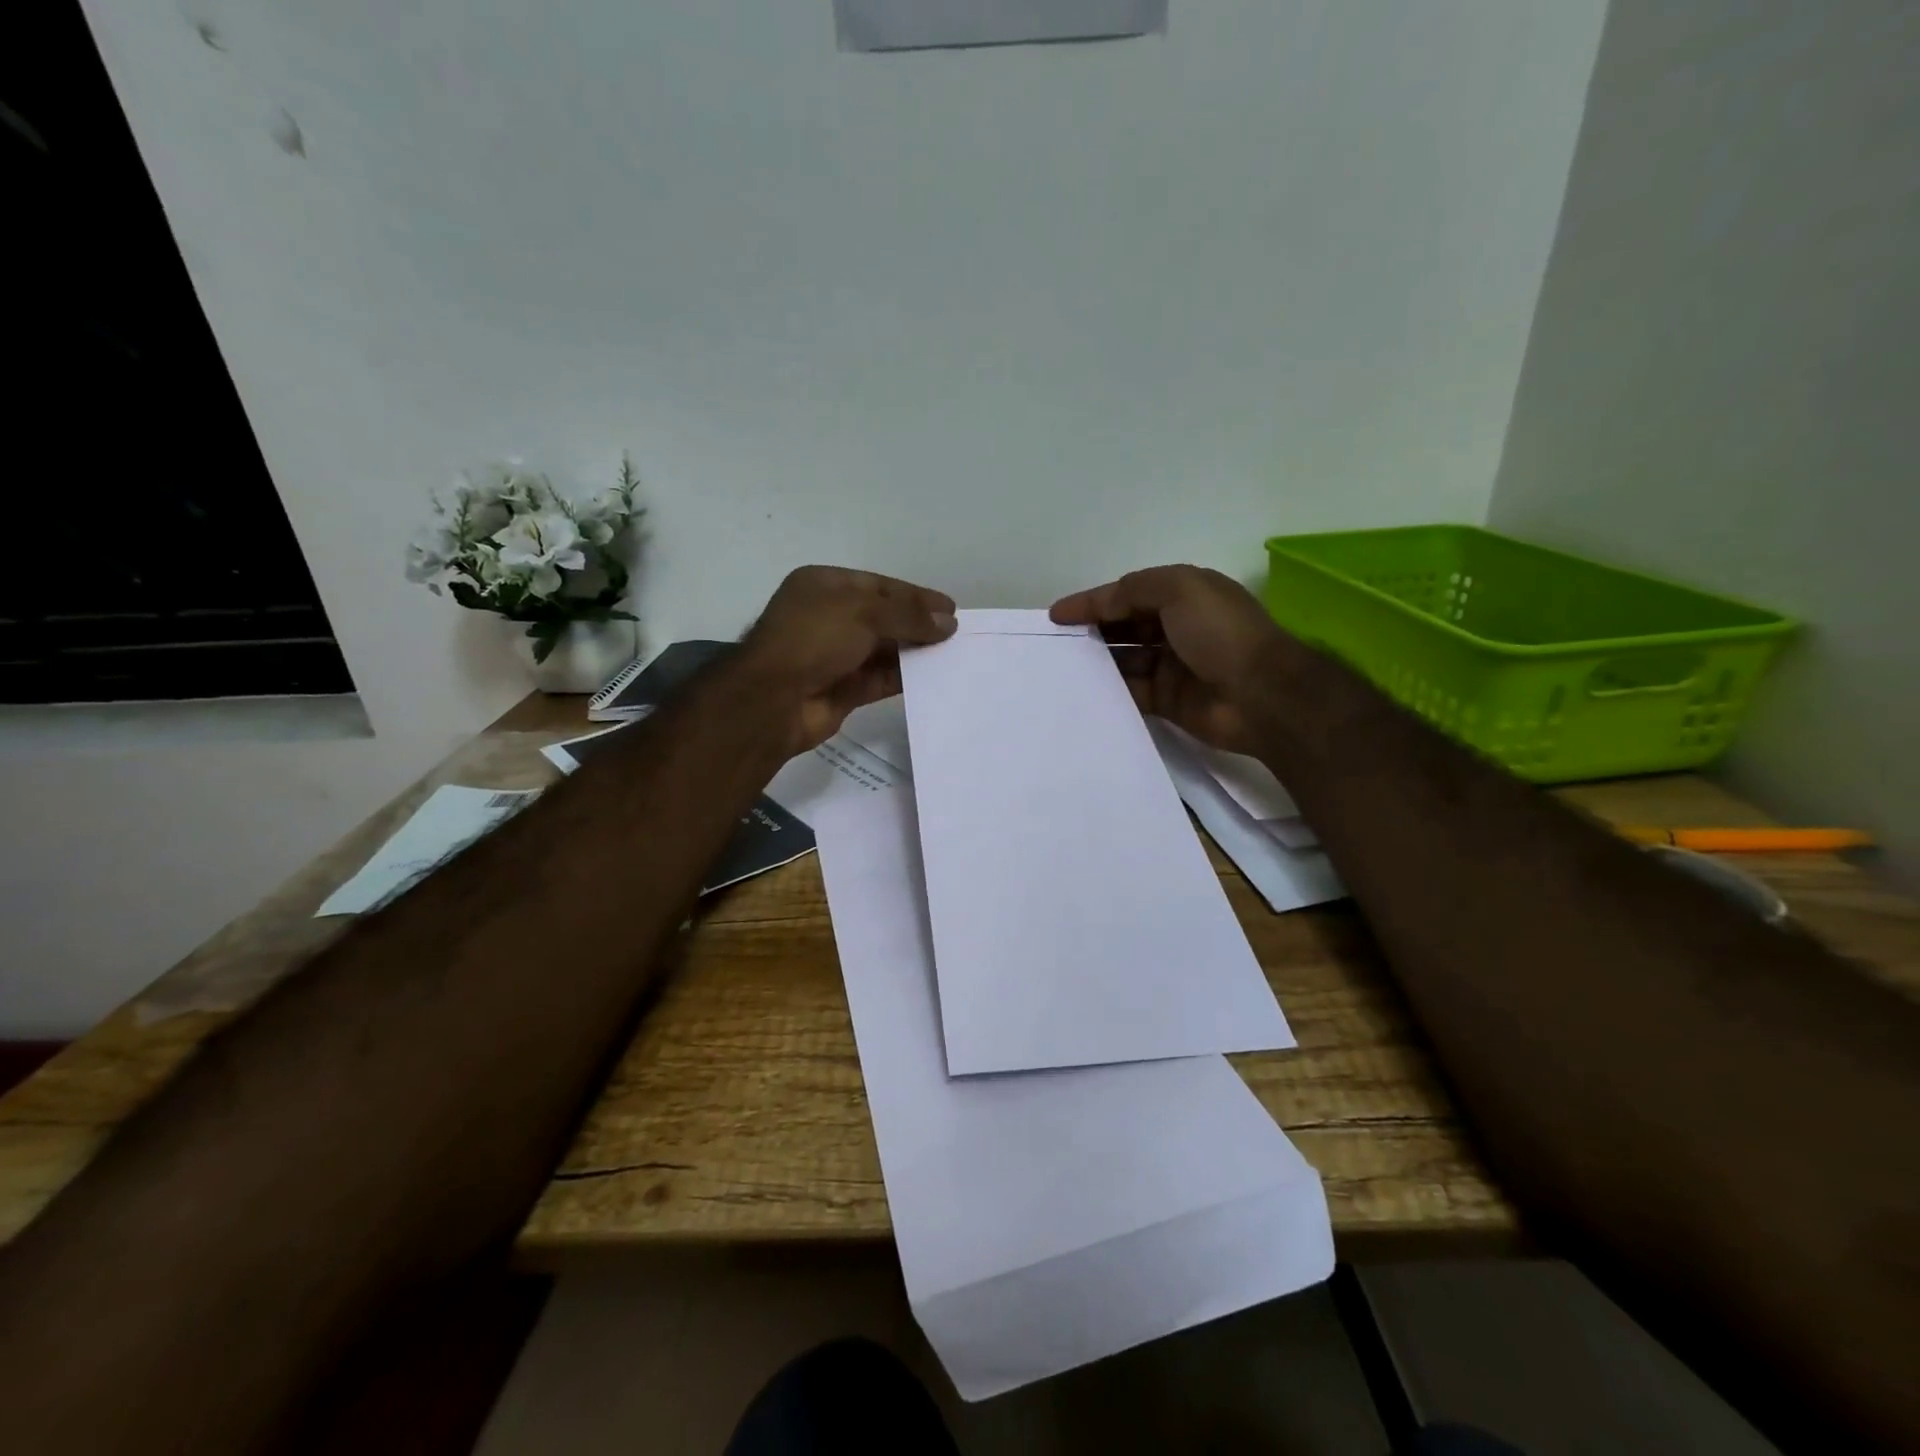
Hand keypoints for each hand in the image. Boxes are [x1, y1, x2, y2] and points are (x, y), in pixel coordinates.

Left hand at [740, 566, 956, 751]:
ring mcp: (834, 655)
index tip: (949, 608)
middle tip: (956, 632)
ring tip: (952, 653)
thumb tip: (948, 623)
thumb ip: (908, 615)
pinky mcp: (843, 689)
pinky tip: (933, 675)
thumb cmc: (813, 639)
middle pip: (882, 616)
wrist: (774, 700)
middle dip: (917, 623)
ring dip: (914, 650)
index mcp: (823, 586)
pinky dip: (904, 676)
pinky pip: (880, 678)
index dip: (915, 595)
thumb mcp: (863, 613)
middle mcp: (828, 617)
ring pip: (883, 649)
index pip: (879, 585)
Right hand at [1050, 565, 1300, 753]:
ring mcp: (1172, 666)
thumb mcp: (1178, 590)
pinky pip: (1131, 692)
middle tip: (1056, 642)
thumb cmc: (1220, 633)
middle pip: (1124, 626)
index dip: (1092, 601)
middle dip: (1092, 630)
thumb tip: (1096, 604)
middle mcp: (1176, 627)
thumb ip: (1132, 591)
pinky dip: (1109, 690)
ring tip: (1062, 667)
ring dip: (1097, 661)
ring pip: (1124, 660)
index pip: (1128, 594)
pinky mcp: (1168, 700)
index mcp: (1183, 595)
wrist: (1261, 695)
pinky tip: (1083, 692)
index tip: (1056, 615)